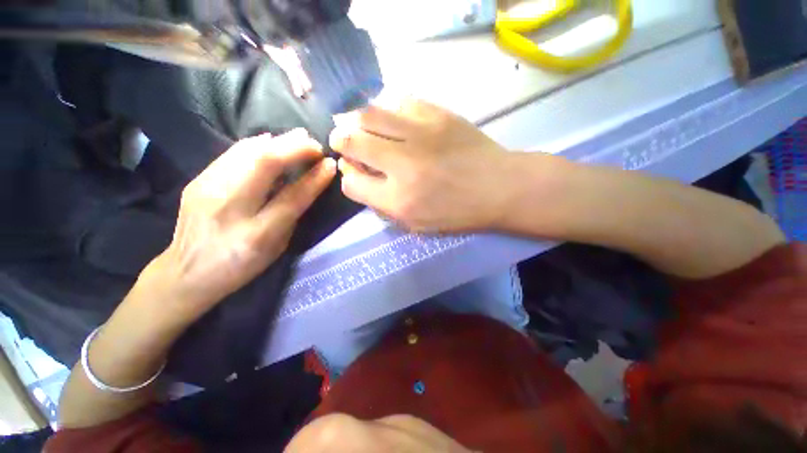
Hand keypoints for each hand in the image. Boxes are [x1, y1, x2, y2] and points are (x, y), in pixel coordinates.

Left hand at [142, 129, 335, 323]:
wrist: (185, 272)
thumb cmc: (241, 264)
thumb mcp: (276, 245)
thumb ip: (292, 213)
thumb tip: (310, 182)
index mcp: (256, 233)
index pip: (291, 197)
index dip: (314, 177)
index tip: (329, 163)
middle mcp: (228, 206)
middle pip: (263, 162)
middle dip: (294, 147)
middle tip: (315, 144)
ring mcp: (207, 188)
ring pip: (246, 150)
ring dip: (278, 141)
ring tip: (299, 138)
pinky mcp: (198, 179)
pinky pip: (233, 153)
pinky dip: (258, 144)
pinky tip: (271, 141)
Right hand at [329, 99, 519, 232]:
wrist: (499, 188)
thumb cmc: (457, 213)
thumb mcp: (417, 224)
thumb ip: (383, 205)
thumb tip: (358, 176)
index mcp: (398, 200)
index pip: (351, 184)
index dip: (348, 178)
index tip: (354, 172)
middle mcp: (402, 165)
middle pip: (351, 143)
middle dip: (341, 141)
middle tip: (343, 140)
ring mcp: (419, 135)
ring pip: (368, 114)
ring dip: (355, 119)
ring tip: (359, 124)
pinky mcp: (437, 114)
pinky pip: (399, 101)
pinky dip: (388, 108)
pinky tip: (392, 117)